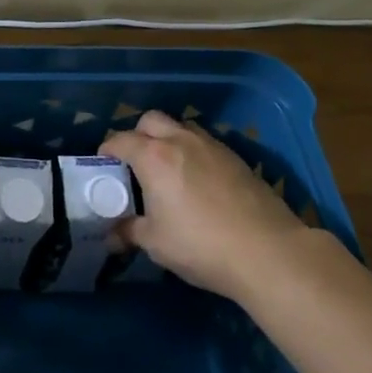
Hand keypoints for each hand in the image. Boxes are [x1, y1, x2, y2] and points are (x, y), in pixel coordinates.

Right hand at [100, 109, 320, 302]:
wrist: (268, 252)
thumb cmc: (201, 245)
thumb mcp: (155, 243)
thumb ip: (129, 232)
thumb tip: (112, 236)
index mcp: (154, 157)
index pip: (120, 140)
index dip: (107, 150)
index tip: (103, 166)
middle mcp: (181, 141)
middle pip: (151, 120)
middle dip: (138, 134)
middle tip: (135, 162)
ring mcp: (213, 146)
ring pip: (182, 127)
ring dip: (168, 139)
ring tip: (167, 168)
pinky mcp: (237, 158)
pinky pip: (206, 143)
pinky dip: (193, 152)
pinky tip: (197, 181)